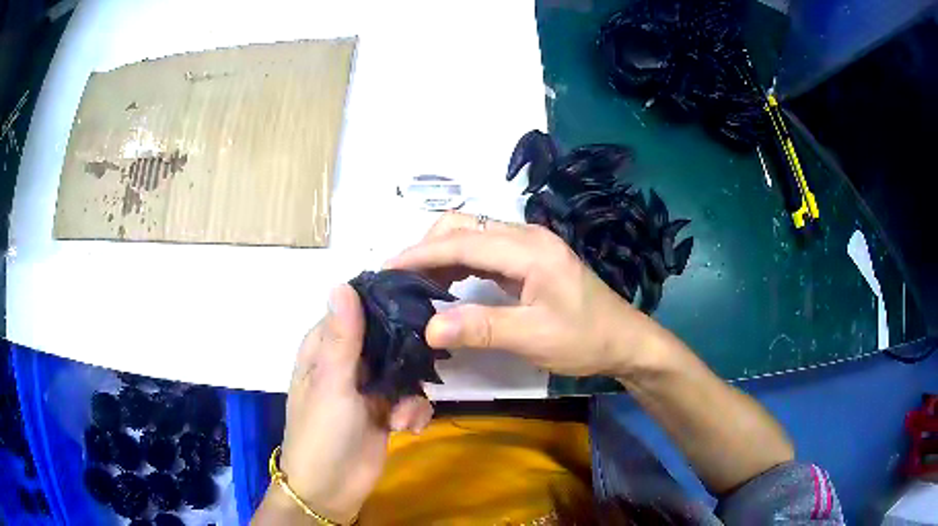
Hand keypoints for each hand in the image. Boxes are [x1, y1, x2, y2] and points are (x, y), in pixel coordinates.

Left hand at [270, 285, 433, 523]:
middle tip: (424, 364)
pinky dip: (414, 412)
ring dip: (411, 393)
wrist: (332, 490)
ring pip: (405, 369)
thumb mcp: (331, 384)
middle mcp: (348, 362)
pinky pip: (412, 398)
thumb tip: (343, 283)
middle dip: (408, 354)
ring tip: (403, 417)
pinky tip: (407, 429)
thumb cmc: (321, 433)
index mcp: (326, 348)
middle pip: (388, 337)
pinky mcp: (387, 410)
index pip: (356, 309)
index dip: (384, 302)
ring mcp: (369, 387)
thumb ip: (342, 338)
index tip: (418, 300)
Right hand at [386, 212, 665, 377]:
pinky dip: (459, 263)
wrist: (624, 340)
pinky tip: (445, 283)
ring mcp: (530, 245)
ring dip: (440, 254)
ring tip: (414, 282)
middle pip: (463, 227)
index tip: (387, 269)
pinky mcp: (530, 259)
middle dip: (427, 248)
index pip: (462, 242)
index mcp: (529, 250)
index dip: (421, 253)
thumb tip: (428, 327)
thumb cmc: (585, 339)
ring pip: (472, 236)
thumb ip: (482, 329)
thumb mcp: (534, 338)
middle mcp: (527, 237)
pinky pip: (484, 251)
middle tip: (399, 280)